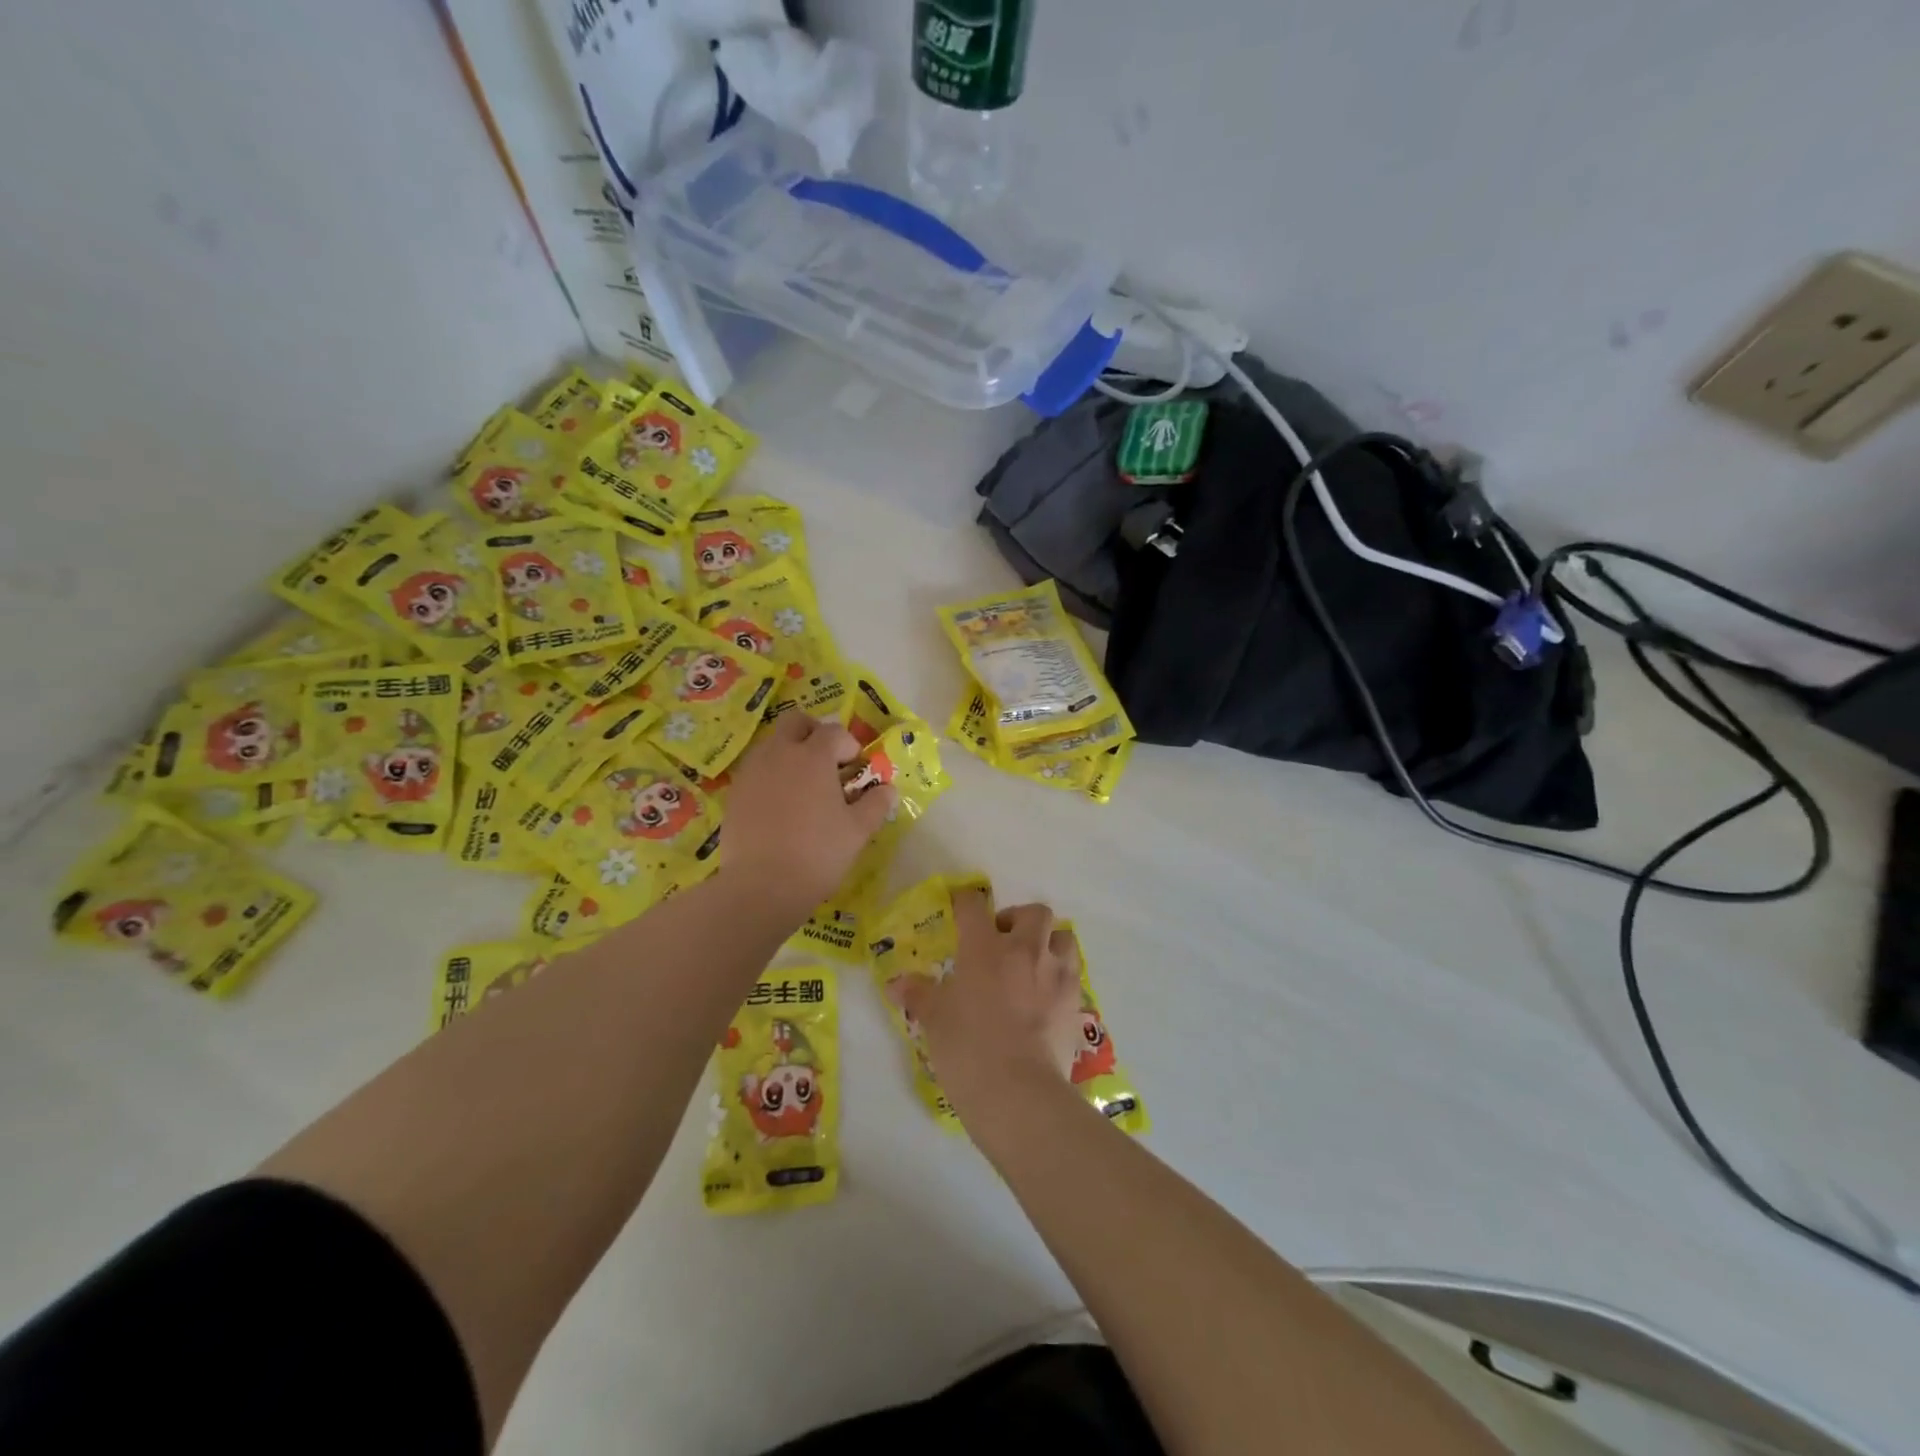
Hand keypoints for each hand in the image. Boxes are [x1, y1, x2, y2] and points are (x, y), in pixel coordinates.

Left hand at [722, 712, 895, 919]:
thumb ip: (876, 804)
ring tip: (803, 788)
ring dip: (790, 753)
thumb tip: (887, 789)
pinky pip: (756, 770)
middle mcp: (779, 753)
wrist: (762, 886)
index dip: (849, 746)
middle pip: (796, 722)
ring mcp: (752, 771)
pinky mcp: (735, 793)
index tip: (855, 770)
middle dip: (814, 734)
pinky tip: (780, 807)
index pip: (834, 732)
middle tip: (827, 764)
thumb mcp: (858, 831)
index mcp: (813, 756)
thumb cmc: (818, 853)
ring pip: (772, 744)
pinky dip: (771, 776)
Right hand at [897, 892, 1081, 1114]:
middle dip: (1018, 919)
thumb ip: (919, 995)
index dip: (965, 902)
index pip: (974, 906)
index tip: (960, 907)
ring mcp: (1055, 974)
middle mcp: (1025, 950)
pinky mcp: (1075, 1001)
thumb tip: (897, 984)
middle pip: (1034, 912)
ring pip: (1063, 936)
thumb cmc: (968, 1049)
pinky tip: (1048, 996)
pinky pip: (1073, 973)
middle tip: (1003, 941)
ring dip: (1049, 942)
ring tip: (1034, 963)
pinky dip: (1061, 975)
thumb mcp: (935, 1020)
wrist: (1018, 1092)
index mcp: (984, 948)